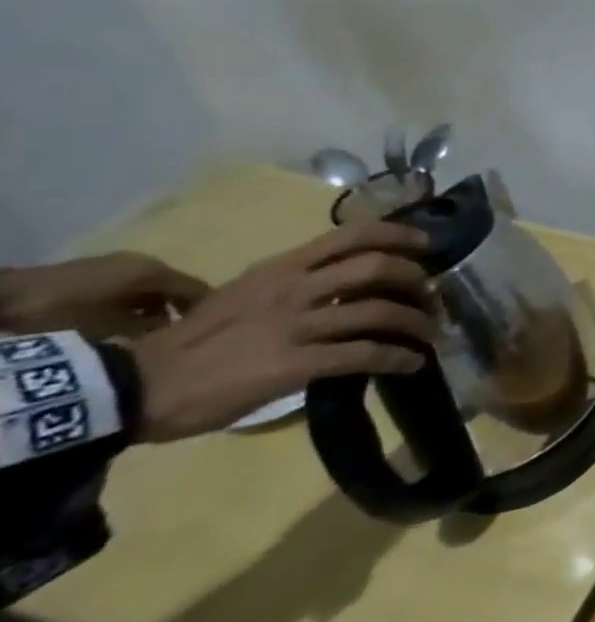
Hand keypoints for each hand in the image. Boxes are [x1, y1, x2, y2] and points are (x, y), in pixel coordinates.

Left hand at [0, 252, 209, 338]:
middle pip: (172, 286)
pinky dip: (130, 303)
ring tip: (147, 331)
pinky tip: (120, 321)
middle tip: (177, 332)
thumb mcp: (111, 327)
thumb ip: (148, 327)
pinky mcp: (91, 272)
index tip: (208, 329)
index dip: (206, 308)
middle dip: (175, 308)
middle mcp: (142, 261)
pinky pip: (126, 287)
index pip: (196, 288)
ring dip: (150, 306)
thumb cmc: (65, 313)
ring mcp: (114, 264)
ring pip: (147, 287)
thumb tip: (171, 330)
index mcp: (154, 270)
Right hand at [129, 220, 437, 442]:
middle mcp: (294, 289)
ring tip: (430, 334)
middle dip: (416, 279)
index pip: (351, 235)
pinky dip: (397, 358)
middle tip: (432, 295)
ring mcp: (296, 326)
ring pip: (379, 312)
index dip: (398, 234)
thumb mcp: (243, 295)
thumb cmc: (189, 343)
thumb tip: (341, 287)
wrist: (134, 387)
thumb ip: (292, 285)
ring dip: (416, 323)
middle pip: (376, 268)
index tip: (426, 243)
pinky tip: (412, 363)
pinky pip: (364, 355)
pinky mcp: (296, 364)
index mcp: (281, 269)